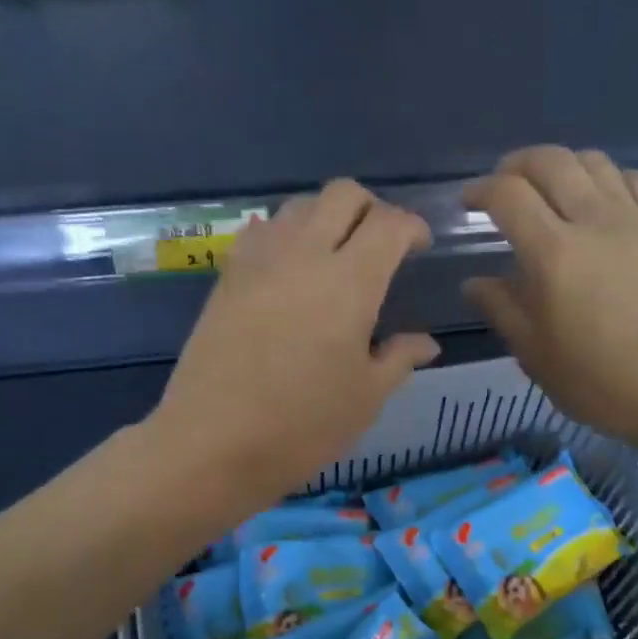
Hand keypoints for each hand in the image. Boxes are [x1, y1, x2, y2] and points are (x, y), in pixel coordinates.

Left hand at [153, 180, 438, 510]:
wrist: (212, 444)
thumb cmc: (302, 426)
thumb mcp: (365, 398)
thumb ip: (399, 359)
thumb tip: (426, 343)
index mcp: (349, 282)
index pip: (389, 224)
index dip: (412, 227)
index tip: (419, 248)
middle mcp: (304, 255)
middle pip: (343, 194)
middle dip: (372, 208)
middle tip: (381, 245)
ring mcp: (258, 262)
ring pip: (299, 206)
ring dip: (327, 217)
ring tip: (336, 256)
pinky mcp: (226, 278)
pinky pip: (262, 232)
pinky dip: (286, 236)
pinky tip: (290, 273)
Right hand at [463, 147, 637, 457]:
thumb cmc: (599, 381)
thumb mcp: (535, 355)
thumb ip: (501, 309)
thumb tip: (473, 282)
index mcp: (553, 255)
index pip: (508, 195)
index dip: (481, 189)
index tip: (469, 202)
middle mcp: (593, 221)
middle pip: (550, 161)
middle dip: (517, 165)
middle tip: (503, 186)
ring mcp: (635, 220)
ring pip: (593, 161)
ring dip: (561, 166)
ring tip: (549, 191)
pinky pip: (634, 180)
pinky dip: (608, 178)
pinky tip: (600, 201)